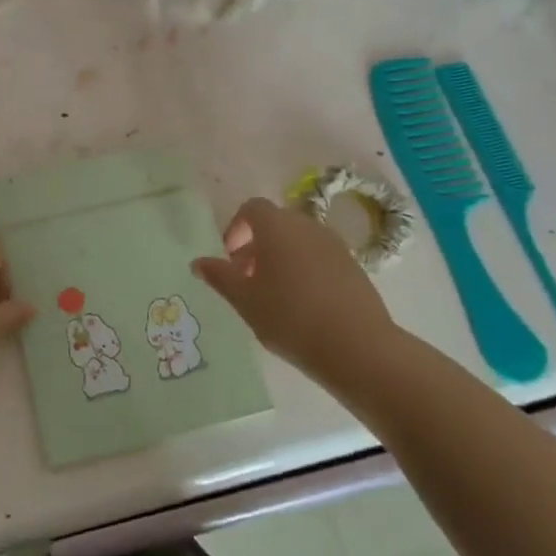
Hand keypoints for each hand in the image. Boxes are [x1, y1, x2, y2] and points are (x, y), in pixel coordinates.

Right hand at [192, 197, 403, 402]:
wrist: (357, 347)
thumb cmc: (290, 317)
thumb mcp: (244, 300)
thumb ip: (219, 277)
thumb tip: (198, 262)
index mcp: (277, 226)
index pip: (251, 208)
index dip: (236, 229)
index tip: (230, 259)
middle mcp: (307, 226)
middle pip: (276, 223)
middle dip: (257, 245)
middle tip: (246, 279)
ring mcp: (335, 245)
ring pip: (299, 241)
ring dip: (281, 258)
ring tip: (273, 295)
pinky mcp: (354, 267)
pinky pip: (319, 258)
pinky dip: (305, 270)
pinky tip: (302, 305)